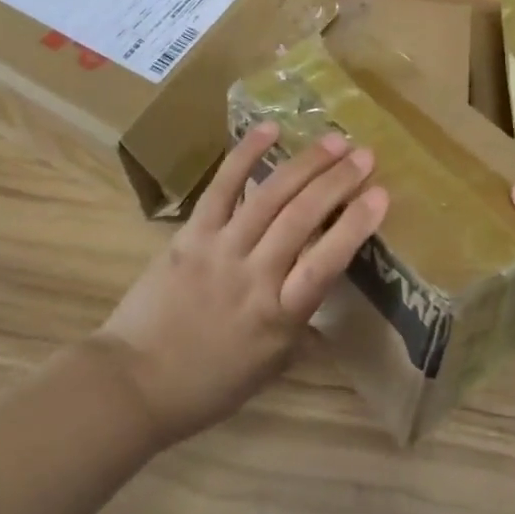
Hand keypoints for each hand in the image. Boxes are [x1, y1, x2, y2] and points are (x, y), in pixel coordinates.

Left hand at [96, 123, 386, 446]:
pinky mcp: (191, 234)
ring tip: (335, 140)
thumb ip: (302, 329)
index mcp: (280, 315)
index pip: (326, 262)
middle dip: (339, 182)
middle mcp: (255, 275)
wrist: (133, 383)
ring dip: (306, 164)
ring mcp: (221, 249)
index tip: (381, 194)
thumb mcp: (269, 367)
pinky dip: (245, 155)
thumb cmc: (208, 384)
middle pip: (302, 218)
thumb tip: (328, 302)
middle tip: (366, 155)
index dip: (355, 224)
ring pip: (270, 197)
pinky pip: (222, 188)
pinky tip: (270, 129)